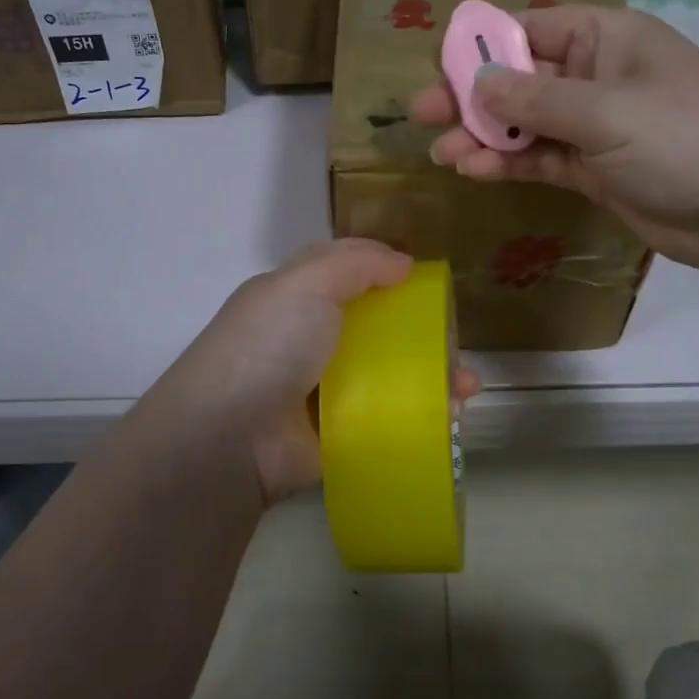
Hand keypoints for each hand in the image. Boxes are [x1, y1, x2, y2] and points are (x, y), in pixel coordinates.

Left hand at [147, 240, 480, 507]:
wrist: (231, 436)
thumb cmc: (268, 345)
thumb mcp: (306, 284)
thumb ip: (355, 264)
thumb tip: (402, 262)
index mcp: (293, 296)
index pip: (343, 269)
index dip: (381, 264)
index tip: (423, 273)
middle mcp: (308, 337)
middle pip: (373, 323)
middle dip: (417, 325)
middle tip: (454, 333)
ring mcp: (322, 386)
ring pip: (387, 371)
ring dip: (429, 374)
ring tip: (466, 383)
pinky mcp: (337, 430)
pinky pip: (386, 415)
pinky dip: (419, 414)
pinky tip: (452, 414)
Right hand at [412, 4, 698, 272]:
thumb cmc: (683, 139)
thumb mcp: (605, 112)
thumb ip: (535, 101)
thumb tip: (477, 84)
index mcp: (605, 38)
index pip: (529, 28)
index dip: (481, 42)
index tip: (435, 63)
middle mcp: (596, 75)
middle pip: (520, 78)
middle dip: (471, 95)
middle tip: (421, 113)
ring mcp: (595, 125)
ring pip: (525, 124)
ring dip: (483, 136)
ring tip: (441, 153)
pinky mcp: (594, 169)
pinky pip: (541, 158)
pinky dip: (509, 163)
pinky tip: (475, 171)